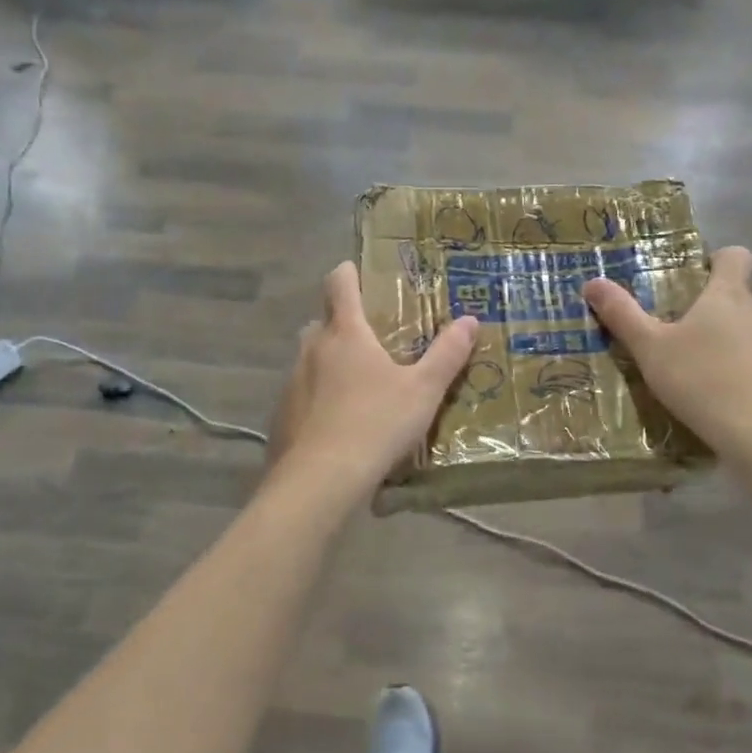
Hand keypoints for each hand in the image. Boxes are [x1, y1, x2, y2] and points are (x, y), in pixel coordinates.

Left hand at [268, 262, 478, 492]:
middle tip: (370, 339)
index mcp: (346, 334)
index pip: (339, 285)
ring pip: (310, 360)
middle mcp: (312, 350)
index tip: (356, 271)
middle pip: (322, 322)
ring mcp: (292, 383)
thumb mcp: (423, 391)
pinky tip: (338, 424)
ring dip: (329, 363)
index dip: (348, 273)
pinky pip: (302, 395)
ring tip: (358, 386)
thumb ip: (447, 354)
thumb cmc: (376, 424)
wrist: (320, 481)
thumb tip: (470, 320)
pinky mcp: (282, 416)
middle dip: (341, 324)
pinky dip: (318, 398)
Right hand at [582, 246, 751, 457]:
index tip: (687, 276)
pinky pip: (749, 359)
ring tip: (681, 362)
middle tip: (666, 324)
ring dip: (715, 338)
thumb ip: (622, 315)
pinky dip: (728, 366)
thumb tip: (592, 283)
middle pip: (733, 294)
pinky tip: (705, 391)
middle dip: (703, 304)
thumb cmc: (702, 379)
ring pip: (741, 329)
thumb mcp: (650, 348)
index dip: (713, 259)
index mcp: (728, 295)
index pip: (734, 255)